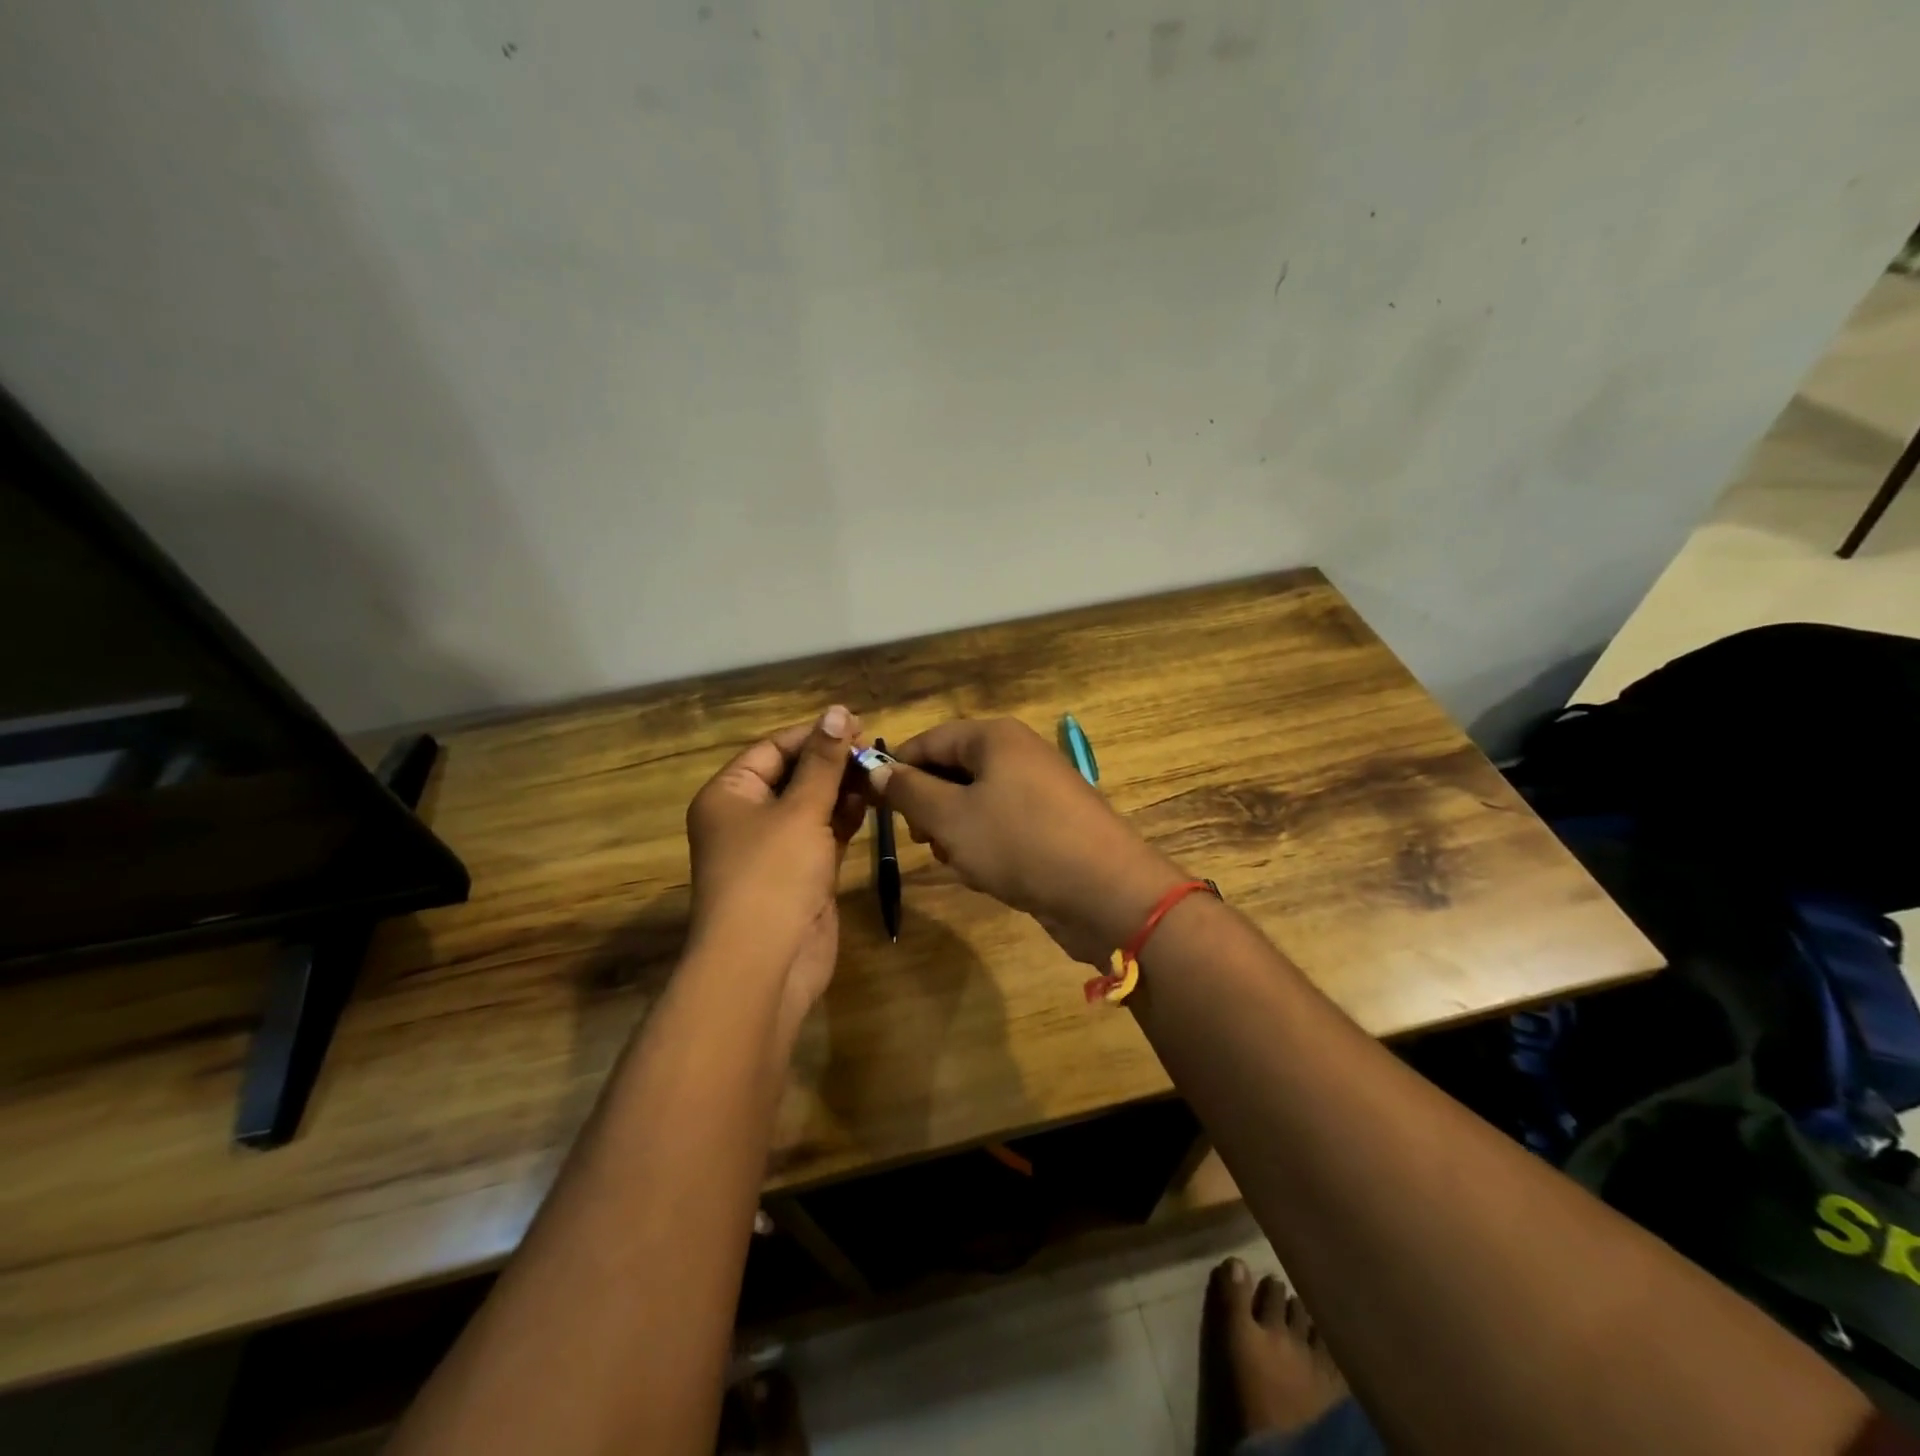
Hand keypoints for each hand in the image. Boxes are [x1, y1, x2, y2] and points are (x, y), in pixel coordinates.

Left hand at [685, 707, 865, 1011]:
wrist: (765, 963)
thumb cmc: (773, 875)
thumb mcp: (800, 810)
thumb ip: (824, 762)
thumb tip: (837, 710)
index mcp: (730, 794)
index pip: (773, 748)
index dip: (814, 735)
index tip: (857, 724)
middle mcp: (746, 817)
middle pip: (793, 775)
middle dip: (832, 762)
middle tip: (876, 750)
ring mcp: (773, 848)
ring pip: (810, 806)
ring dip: (842, 789)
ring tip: (880, 772)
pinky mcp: (799, 873)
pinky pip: (822, 834)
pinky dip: (844, 818)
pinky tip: (873, 802)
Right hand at [872, 718, 1185, 963]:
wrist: (1107, 893)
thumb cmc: (1019, 843)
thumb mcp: (951, 817)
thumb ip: (909, 791)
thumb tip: (876, 769)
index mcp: (995, 737)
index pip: (929, 740)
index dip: (897, 770)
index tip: (874, 805)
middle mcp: (1018, 754)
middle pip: (953, 770)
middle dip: (930, 807)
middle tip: (924, 840)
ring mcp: (1039, 790)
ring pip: (975, 803)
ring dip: (957, 833)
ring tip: (961, 862)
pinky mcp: (1052, 824)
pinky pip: (1002, 826)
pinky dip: (987, 847)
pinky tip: (989, 875)